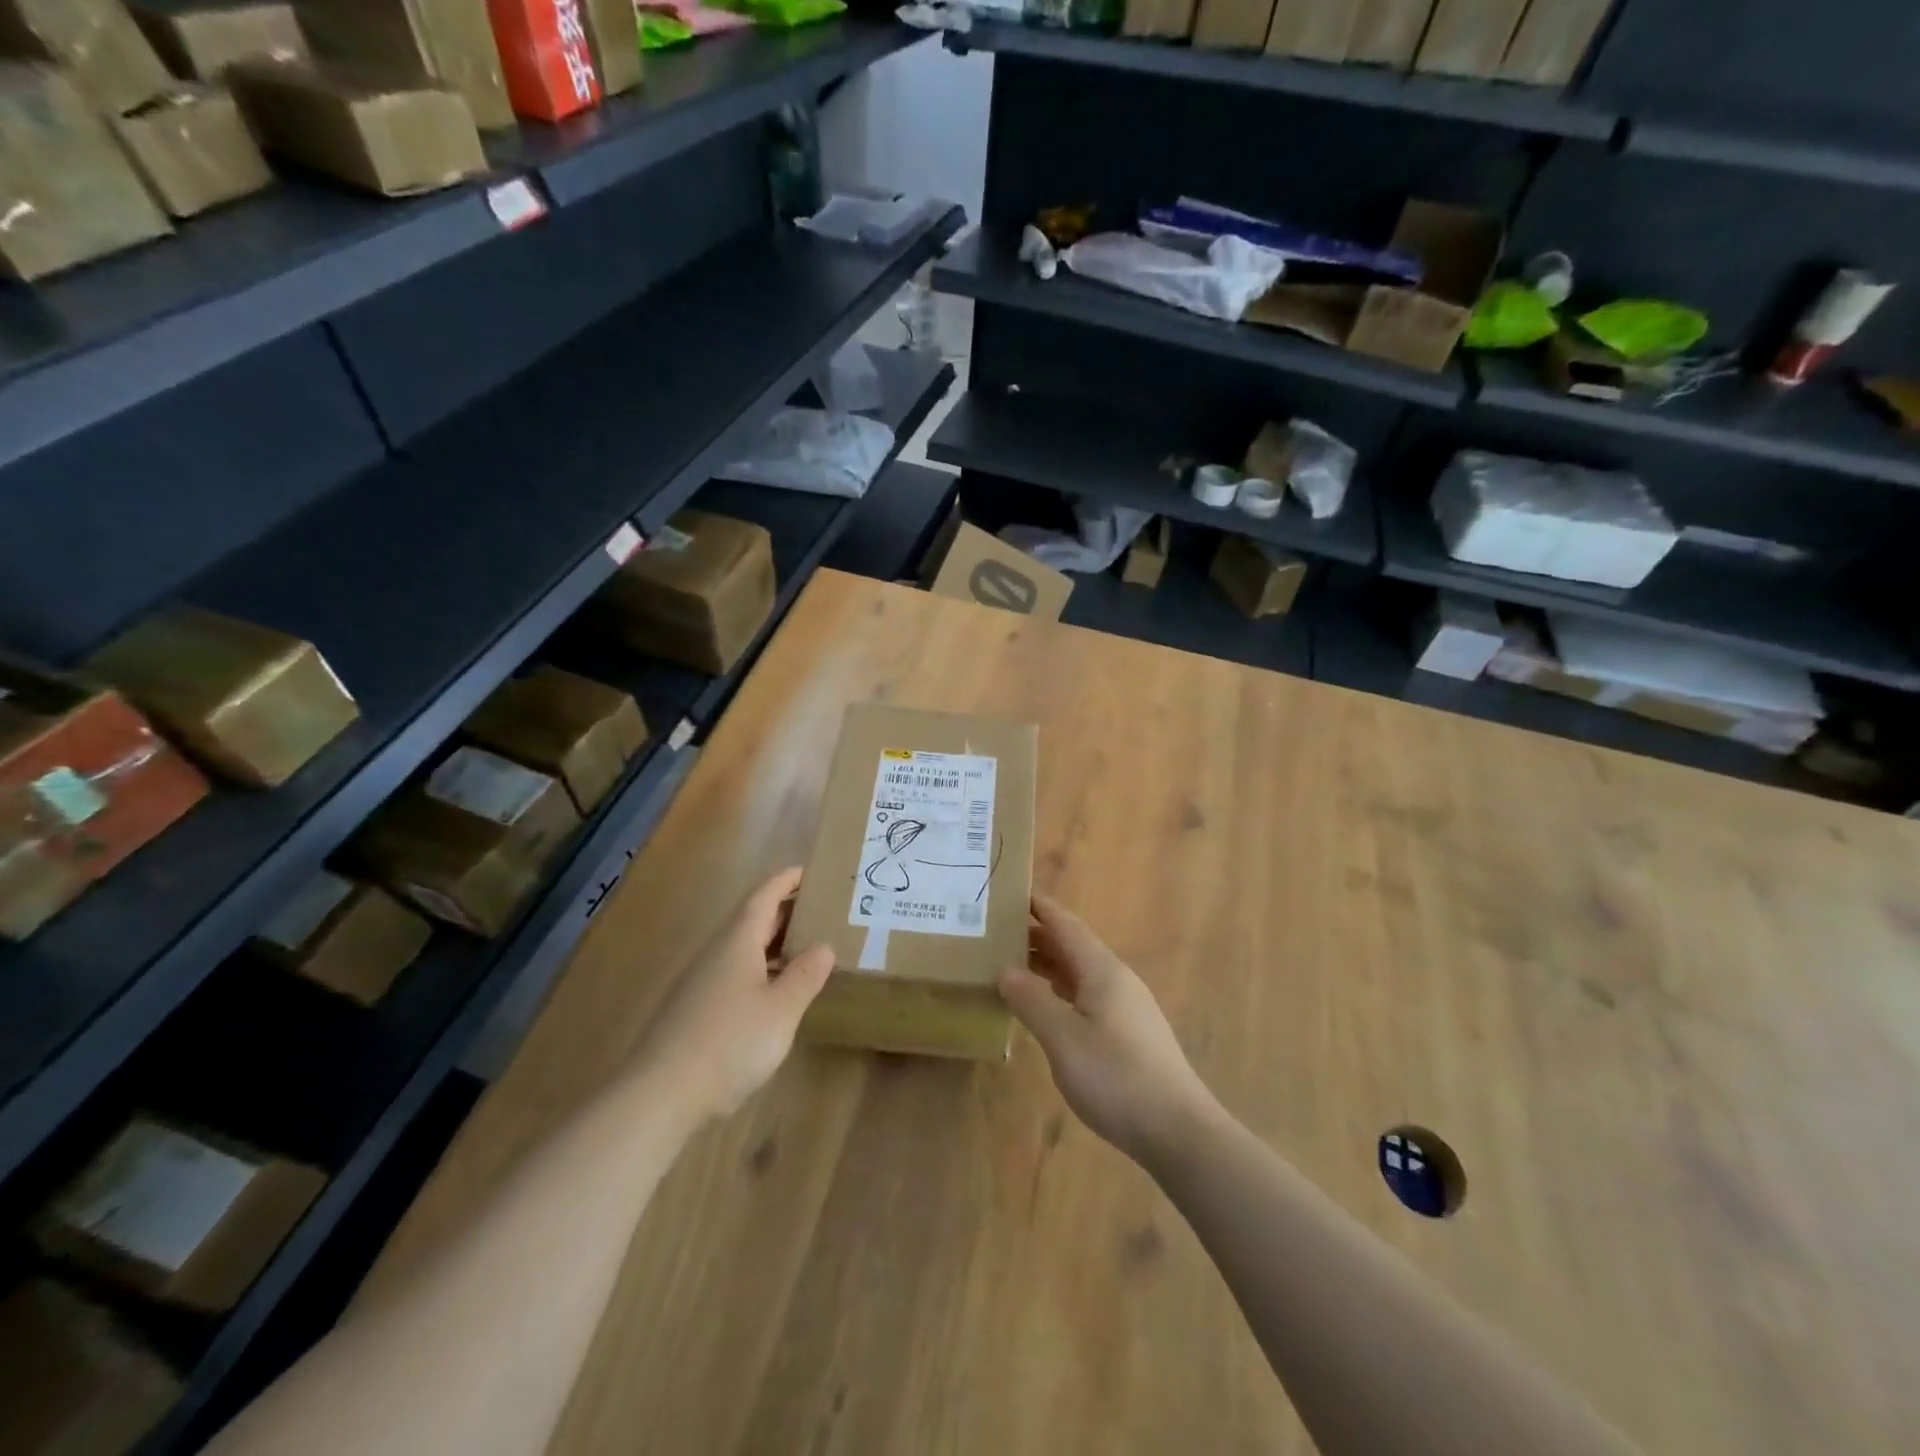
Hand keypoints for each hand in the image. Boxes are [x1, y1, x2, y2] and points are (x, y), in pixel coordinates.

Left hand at [633, 867, 833, 1122]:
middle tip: (820, 911)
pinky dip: (759, 970)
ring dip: (773, 943)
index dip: (786, 880)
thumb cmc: (729, 1042)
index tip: (809, 871)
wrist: (660, 1095)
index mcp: (737, 941)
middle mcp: (716, 953)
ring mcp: (700, 982)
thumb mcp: (781, 1009)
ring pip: (742, 949)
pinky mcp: (693, 1011)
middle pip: (752, 919)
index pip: (764, 895)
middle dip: (784, 911)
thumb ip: (805, 975)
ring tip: (805, 949)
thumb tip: (824, 946)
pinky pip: (733, 974)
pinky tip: (774, 993)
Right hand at [999, 894, 1219, 1165]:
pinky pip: (1088, 996)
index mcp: (1102, 970)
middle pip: (1074, 947)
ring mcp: (1126, 1007)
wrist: (1178, 1130)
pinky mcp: (1129, 1033)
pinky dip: (1061, 991)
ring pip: (1081, 973)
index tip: (1012, 893)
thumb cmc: (1116, 1077)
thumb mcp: (1064, 1039)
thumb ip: (1032, 1001)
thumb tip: (1005, 969)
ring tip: (1013, 965)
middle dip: (1038, 936)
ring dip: (1049, 965)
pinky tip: (1046, 1007)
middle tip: (997, 933)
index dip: (1041, 908)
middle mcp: (1117, 980)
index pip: (1066, 926)